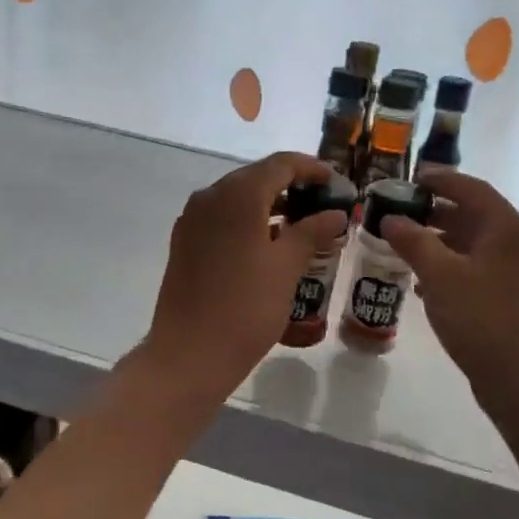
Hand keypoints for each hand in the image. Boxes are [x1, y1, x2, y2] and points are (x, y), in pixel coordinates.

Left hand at [142, 152, 346, 396]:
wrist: (188, 354)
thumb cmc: (245, 308)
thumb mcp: (286, 268)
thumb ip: (312, 232)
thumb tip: (335, 213)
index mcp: (237, 195)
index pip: (280, 164)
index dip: (311, 168)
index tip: (335, 182)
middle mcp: (210, 197)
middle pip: (256, 177)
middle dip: (291, 186)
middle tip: (323, 204)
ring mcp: (192, 220)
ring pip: (237, 198)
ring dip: (269, 205)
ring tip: (302, 226)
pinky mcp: (184, 243)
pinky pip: (221, 219)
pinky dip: (247, 222)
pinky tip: (267, 244)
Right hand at [379, 172, 518, 406]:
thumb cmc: (482, 318)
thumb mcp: (441, 276)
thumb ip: (414, 242)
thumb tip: (391, 218)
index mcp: (506, 227)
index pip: (471, 188)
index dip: (439, 179)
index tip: (408, 177)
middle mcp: (514, 242)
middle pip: (470, 214)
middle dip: (432, 211)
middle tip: (395, 211)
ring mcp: (511, 271)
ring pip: (468, 243)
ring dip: (435, 240)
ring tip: (399, 244)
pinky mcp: (504, 295)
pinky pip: (470, 268)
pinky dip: (444, 267)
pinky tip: (418, 281)